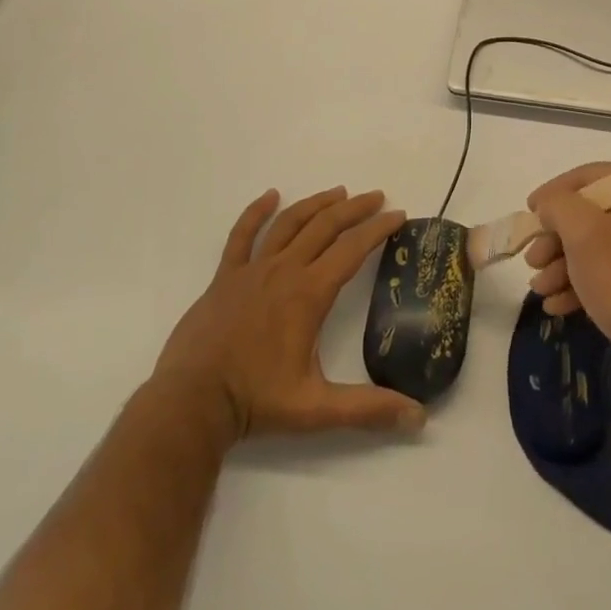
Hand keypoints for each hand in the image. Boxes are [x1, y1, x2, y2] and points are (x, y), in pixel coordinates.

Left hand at [153, 187, 425, 442]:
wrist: (191, 403)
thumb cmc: (256, 402)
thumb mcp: (317, 409)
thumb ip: (368, 409)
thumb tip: (419, 417)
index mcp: (309, 293)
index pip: (353, 249)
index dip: (378, 229)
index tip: (398, 215)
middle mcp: (284, 270)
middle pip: (325, 226)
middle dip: (355, 208)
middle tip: (377, 197)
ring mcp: (252, 269)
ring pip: (290, 223)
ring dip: (317, 204)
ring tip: (339, 192)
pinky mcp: (225, 276)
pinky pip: (243, 235)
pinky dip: (257, 212)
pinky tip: (270, 196)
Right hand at [522, 163, 610, 393]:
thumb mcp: (584, 235)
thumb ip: (558, 205)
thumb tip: (549, 205)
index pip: (589, 177)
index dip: (552, 194)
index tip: (526, 214)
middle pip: (594, 211)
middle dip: (557, 238)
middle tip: (532, 261)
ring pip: (603, 241)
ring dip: (566, 263)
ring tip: (540, 289)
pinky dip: (588, 279)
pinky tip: (558, 303)